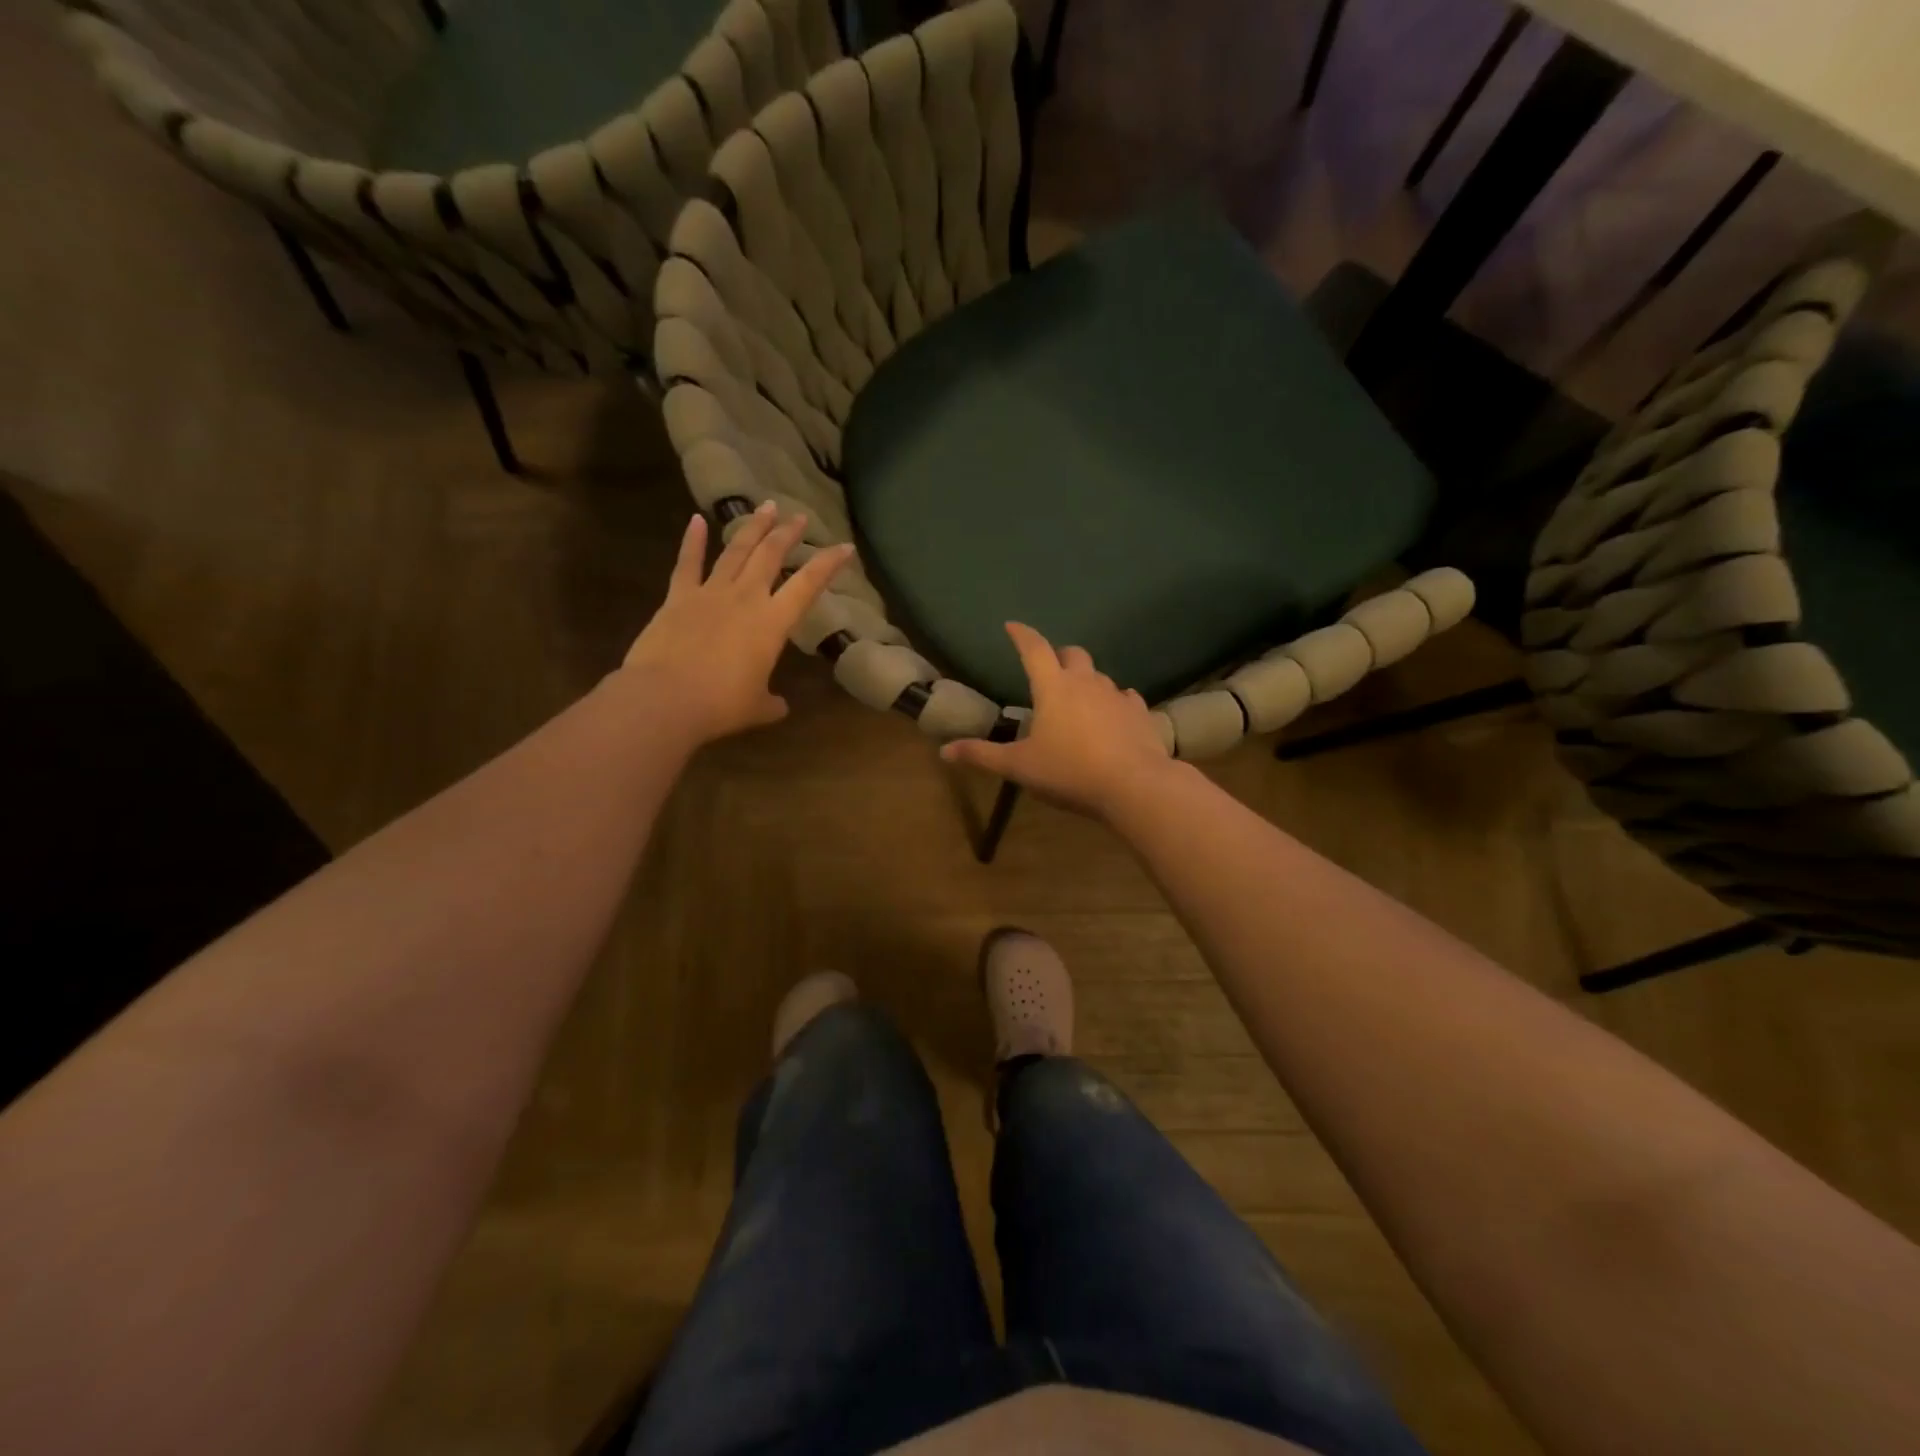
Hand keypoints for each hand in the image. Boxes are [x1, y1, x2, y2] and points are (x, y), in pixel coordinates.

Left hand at [622, 503, 853, 746]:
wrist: (665, 699)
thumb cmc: (720, 705)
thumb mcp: (756, 708)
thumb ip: (771, 702)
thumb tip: (779, 706)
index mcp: (772, 623)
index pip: (808, 585)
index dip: (828, 564)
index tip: (845, 547)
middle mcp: (745, 598)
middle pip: (771, 555)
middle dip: (788, 533)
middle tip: (799, 517)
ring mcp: (710, 593)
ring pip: (736, 551)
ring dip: (752, 527)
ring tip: (766, 507)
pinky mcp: (678, 597)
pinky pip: (687, 563)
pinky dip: (693, 540)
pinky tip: (697, 520)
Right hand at [940, 624, 1176, 819]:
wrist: (1134, 785)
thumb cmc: (1070, 772)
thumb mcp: (1019, 767)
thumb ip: (982, 756)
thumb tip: (944, 751)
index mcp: (1053, 688)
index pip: (1033, 648)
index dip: (1021, 634)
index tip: (1012, 626)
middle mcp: (1086, 682)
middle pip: (1072, 654)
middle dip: (1058, 655)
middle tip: (1048, 669)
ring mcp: (1117, 695)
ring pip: (1100, 675)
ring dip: (1086, 680)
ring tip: (1078, 700)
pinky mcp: (1140, 713)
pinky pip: (1125, 697)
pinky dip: (1114, 701)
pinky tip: (1112, 716)